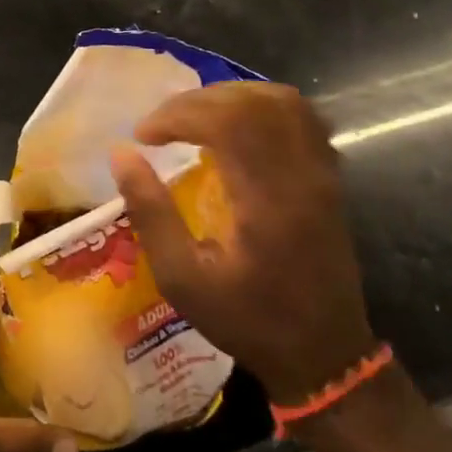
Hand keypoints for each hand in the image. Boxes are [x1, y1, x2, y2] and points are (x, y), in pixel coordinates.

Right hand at [108, 82, 375, 403]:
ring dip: (230, 98)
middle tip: (161, 126)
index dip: (177, 114)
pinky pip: (301, 118)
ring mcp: (322, 173)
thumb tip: (121, 155)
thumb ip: (151, 213)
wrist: (324, 353)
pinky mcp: (329, 177)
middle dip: (196, 102)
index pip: (226, 121)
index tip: (144, 135)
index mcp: (265, 200)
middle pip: (251, 103)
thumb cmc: (247, 319)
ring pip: (282, 101)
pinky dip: (261, 107)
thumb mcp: (182, 279)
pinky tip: (234, 126)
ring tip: (193, 119)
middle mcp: (300, 176)